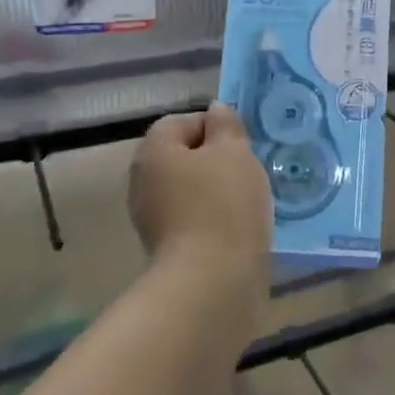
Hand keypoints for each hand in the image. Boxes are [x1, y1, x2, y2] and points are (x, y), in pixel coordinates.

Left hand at [127, 104, 271, 291]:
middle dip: (217, 160)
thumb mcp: (234, 152)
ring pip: (191, 190)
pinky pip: (195, 220)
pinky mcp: (168, 250)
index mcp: (154, 152)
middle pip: (184, 157)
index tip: (242, 143)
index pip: (180, 122)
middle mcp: (144, 182)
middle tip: (249, 170)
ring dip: (218, 192)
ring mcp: (153, 219)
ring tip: (250, 200)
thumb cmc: (223, 204)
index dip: (214, 126)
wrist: (212, 282)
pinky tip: (240, 227)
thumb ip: (226, 126)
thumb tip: (216, 111)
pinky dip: (215, 219)